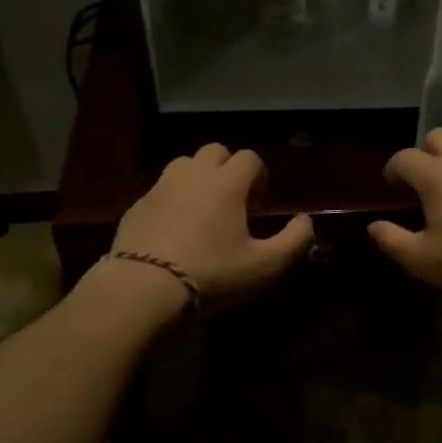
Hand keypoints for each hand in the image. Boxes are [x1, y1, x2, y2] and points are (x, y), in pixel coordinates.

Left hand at [110, 145, 315, 303]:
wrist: (143, 290)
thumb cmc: (212, 275)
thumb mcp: (265, 266)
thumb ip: (295, 240)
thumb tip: (305, 221)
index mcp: (227, 183)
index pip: (249, 158)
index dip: (259, 176)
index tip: (259, 205)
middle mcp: (193, 175)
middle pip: (215, 151)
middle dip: (228, 169)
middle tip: (233, 202)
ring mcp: (160, 188)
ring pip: (184, 165)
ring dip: (198, 178)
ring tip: (203, 210)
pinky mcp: (136, 206)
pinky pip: (160, 190)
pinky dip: (172, 199)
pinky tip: (174, 230)